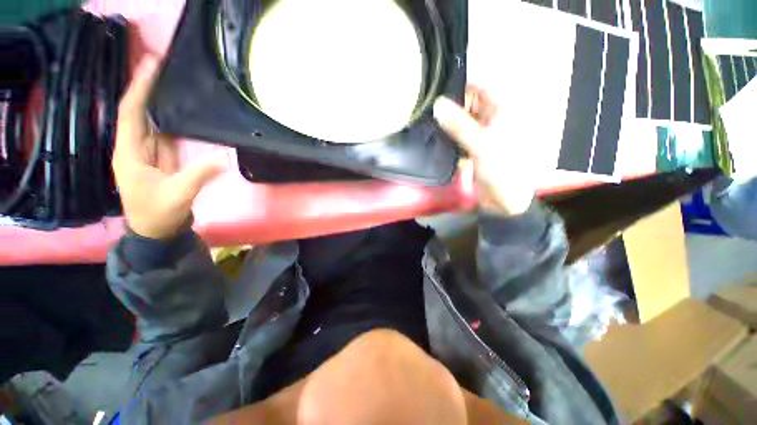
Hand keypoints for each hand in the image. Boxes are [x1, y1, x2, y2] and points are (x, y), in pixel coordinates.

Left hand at [113, 56, 223, 239]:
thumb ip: (199, 175)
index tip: (151, 65)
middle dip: (147, 87)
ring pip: (149, 119)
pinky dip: (168, 118)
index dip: (139, 88)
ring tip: (171, 81)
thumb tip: (223, 158)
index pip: (131, 113)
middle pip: (138, 111)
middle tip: (164, 65)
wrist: (156, 230)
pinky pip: (162, 132)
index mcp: (129, 153)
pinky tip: (179, 109)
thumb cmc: (159, 214)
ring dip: (158, 100)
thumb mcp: (178, 195)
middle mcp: (134, 147)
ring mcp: (147, 152)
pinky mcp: (159, 157)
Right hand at [434, 85, 534, 215]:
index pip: (480, 87)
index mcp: (504, 111)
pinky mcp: (473, 147)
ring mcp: (482, 133)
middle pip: (469, 103)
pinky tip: (435, 136)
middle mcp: (493, 118)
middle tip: (427, 107)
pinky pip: (458, 135)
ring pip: (461, 120)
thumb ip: (460, 125)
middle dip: (450, 105)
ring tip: (427, 120)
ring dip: (447, 122)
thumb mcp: (482, 146)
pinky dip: (448, 135)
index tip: (436, 89)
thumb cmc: (503, 171)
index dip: (459, 86)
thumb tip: (438, 105)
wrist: (504, 201)